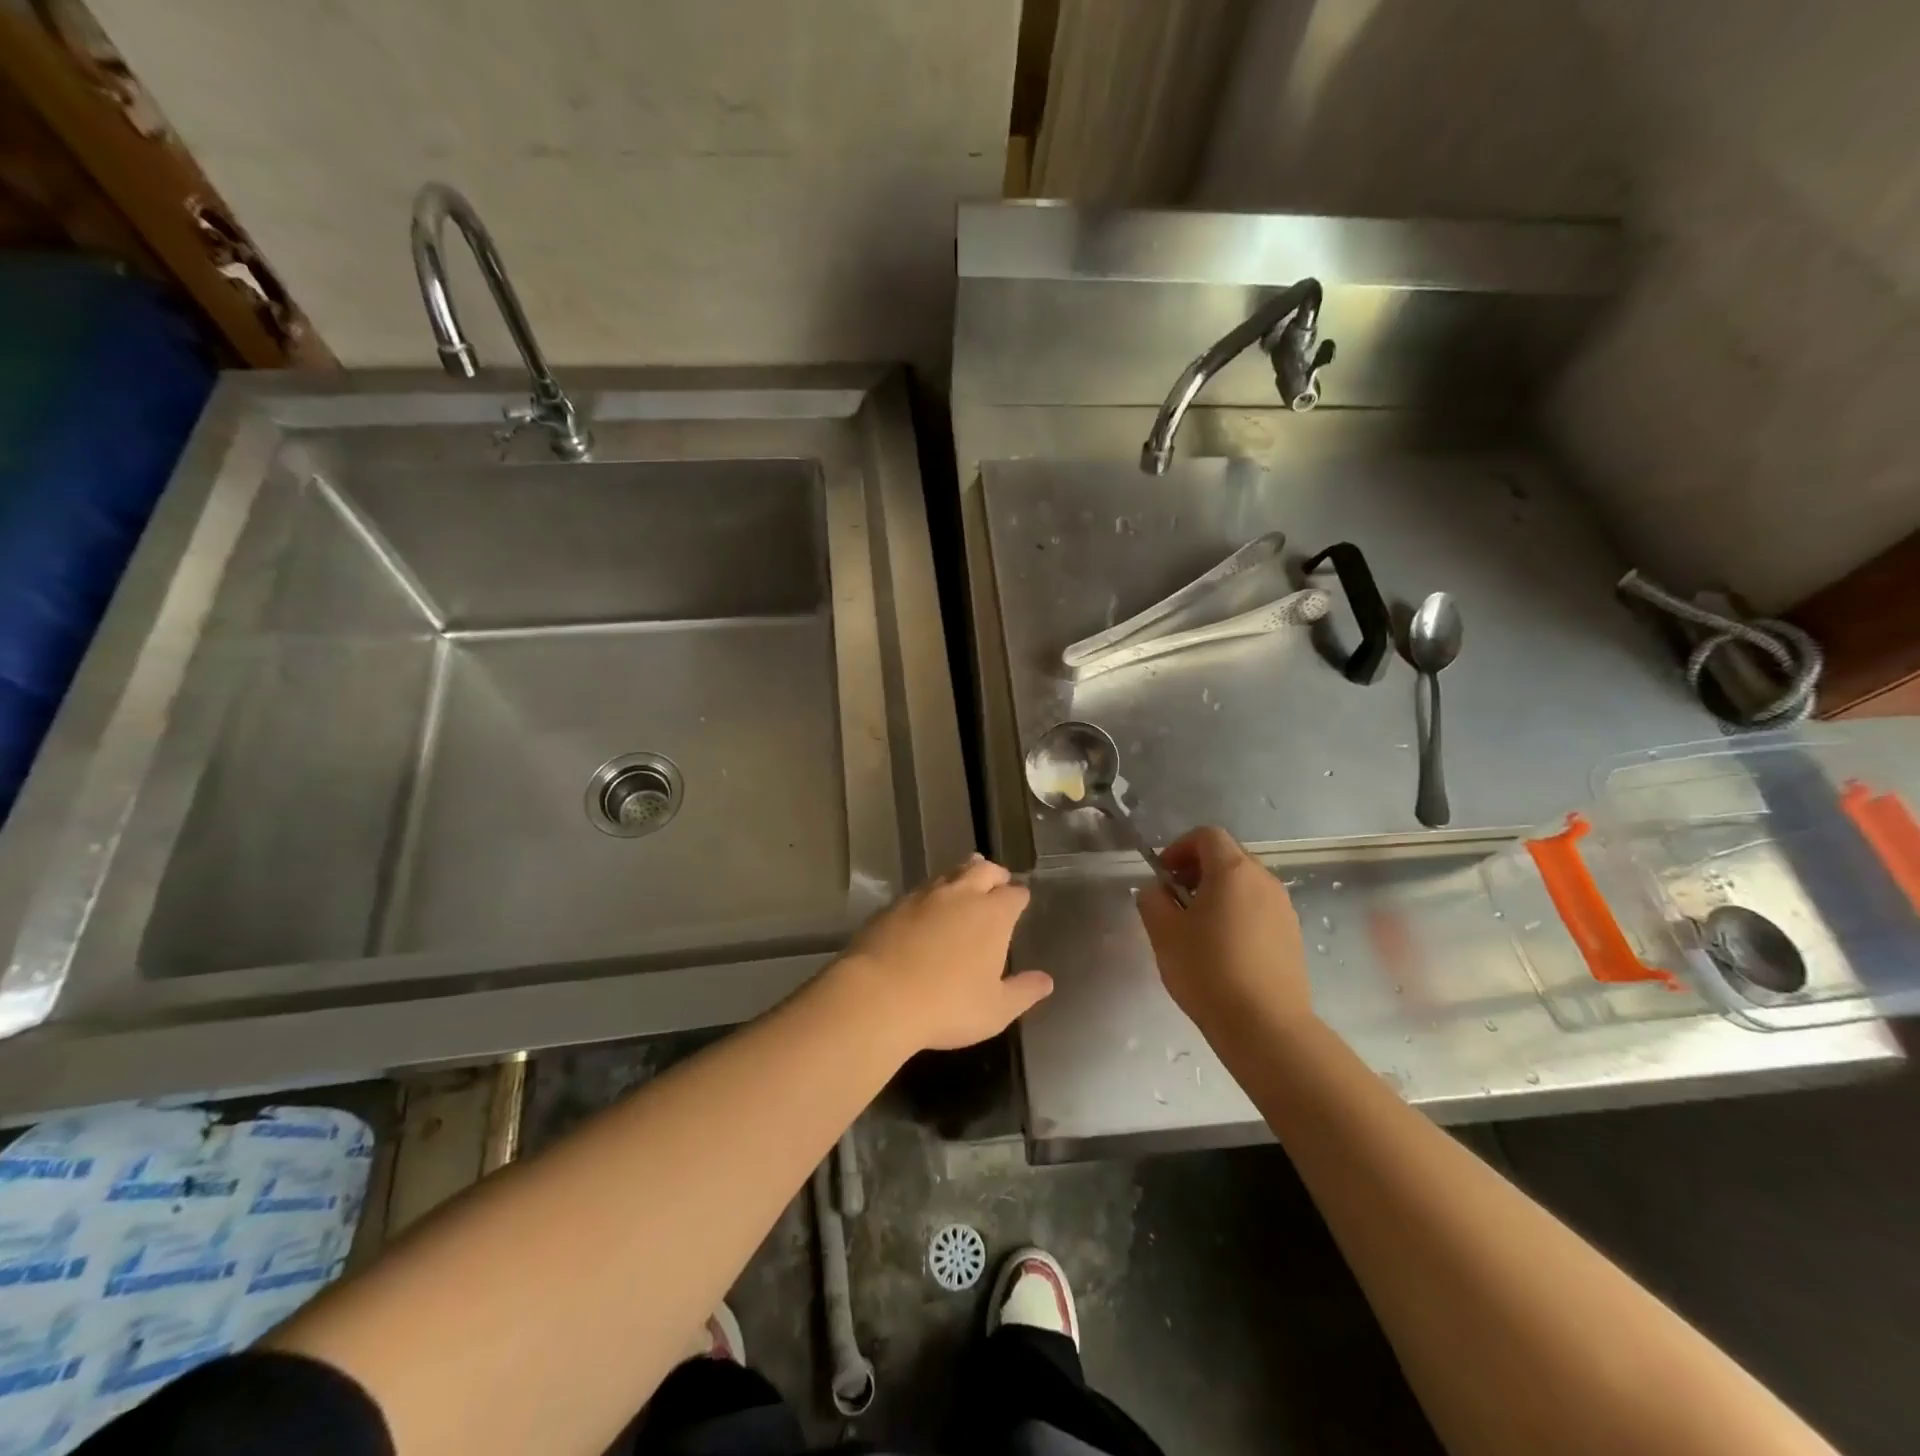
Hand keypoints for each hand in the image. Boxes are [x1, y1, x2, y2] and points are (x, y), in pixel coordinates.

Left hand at [835, 855, 1052, 1053]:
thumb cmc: (947, 1006)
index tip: (1021, 902)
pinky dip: (930, 894)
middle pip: (982, 870)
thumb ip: (1024, 992)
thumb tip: (1046, 981)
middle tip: (997, 880)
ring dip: (961, 875)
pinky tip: (926, 907)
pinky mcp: (893, 905)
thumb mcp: (996, 1010)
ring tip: (965, 882)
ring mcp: (923, 896)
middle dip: (994, 873)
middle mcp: (961, 895)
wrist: (878, 997)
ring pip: (949, 873)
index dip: (1019, 897)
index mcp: (992, 914)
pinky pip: (919, 890)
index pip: (1014, 894)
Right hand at [1136, 826, 1313, 1033]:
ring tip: (1197, 927)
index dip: (1180, 847)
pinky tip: (1223, 948)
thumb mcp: (1164, 933)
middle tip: (1175, 898)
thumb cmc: (1208, 971)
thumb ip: (1152, 900)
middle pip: (1228, 856)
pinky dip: (1238, 913)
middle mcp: (1264, 880)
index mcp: (1233, 871)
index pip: (1207, 836)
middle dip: (1198, 869)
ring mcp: (1284, 908)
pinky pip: (1260, 908)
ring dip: (1218, 892)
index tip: (1163, 874)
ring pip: (1245, 884)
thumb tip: (1157, 890)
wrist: (1266, 1026)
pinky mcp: (1293, 935)